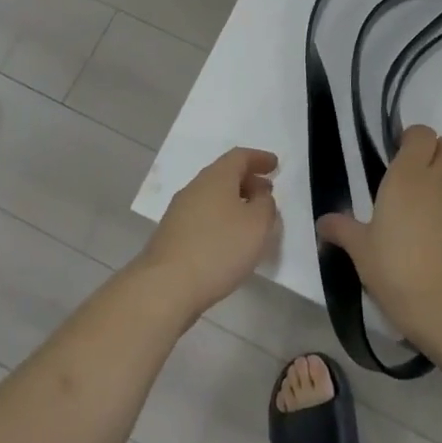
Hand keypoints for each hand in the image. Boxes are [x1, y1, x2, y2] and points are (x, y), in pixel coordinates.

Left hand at [136, 147, 280, 320]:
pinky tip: (229, 240)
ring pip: (212, 196)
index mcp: (216, 177)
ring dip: (234, 202)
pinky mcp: (172, 234)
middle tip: (267, 194)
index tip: (275, 165)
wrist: (166, 286)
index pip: (239, 156)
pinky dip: (220, 219)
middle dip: (248, 181)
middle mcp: (195, 187)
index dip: (259, 158)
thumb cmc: (219, 248)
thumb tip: (260, 196)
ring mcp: (179, 211)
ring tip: (251, 219)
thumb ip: (266, 205)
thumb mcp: (257, 225)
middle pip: (224, 174)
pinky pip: (203, 216)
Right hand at [316, 126, 441, 349]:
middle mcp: (441, 178)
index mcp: (406, 175)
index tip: (401, 155)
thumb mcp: (360, 251)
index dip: (413, 139)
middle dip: (437, 153)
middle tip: (421, 177)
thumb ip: (342, 229)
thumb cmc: (396, 270)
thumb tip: (322, 222)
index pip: (421, 133)